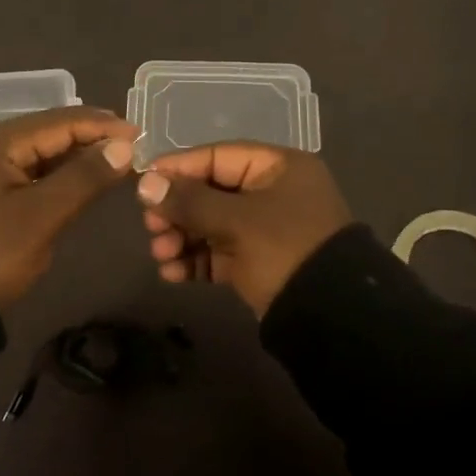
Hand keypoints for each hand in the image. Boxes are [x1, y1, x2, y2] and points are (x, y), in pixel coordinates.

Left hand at [0, 107, 137, 307]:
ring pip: (36, 153)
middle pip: (46, 133)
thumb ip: (84, 178)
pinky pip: (23, 171)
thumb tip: (122, 146)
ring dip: (73, 158)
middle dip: (89, 140)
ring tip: (113, 164)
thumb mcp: (41, 217)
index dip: (101, 126)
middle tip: (131, 150)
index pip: (58, 121)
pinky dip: (53, 175)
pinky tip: (77, 181)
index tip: (139, 135)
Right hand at [136, 143, 351, 315]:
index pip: (217, 157)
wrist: (331, 319)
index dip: (178, 168)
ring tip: (159, 254)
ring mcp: (265, 229)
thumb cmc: (285, 250)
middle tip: (151, 226)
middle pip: (210, 191)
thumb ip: (189, 201)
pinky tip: (172, 273)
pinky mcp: (258, 262)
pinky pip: (218, 253)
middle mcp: (272, 193)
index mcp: (278, 168)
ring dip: (181, 238)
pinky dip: (195, 261)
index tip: (144, 183)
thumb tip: (145, 184)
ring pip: (211, 224)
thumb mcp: (237, 221)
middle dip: (177, 210)